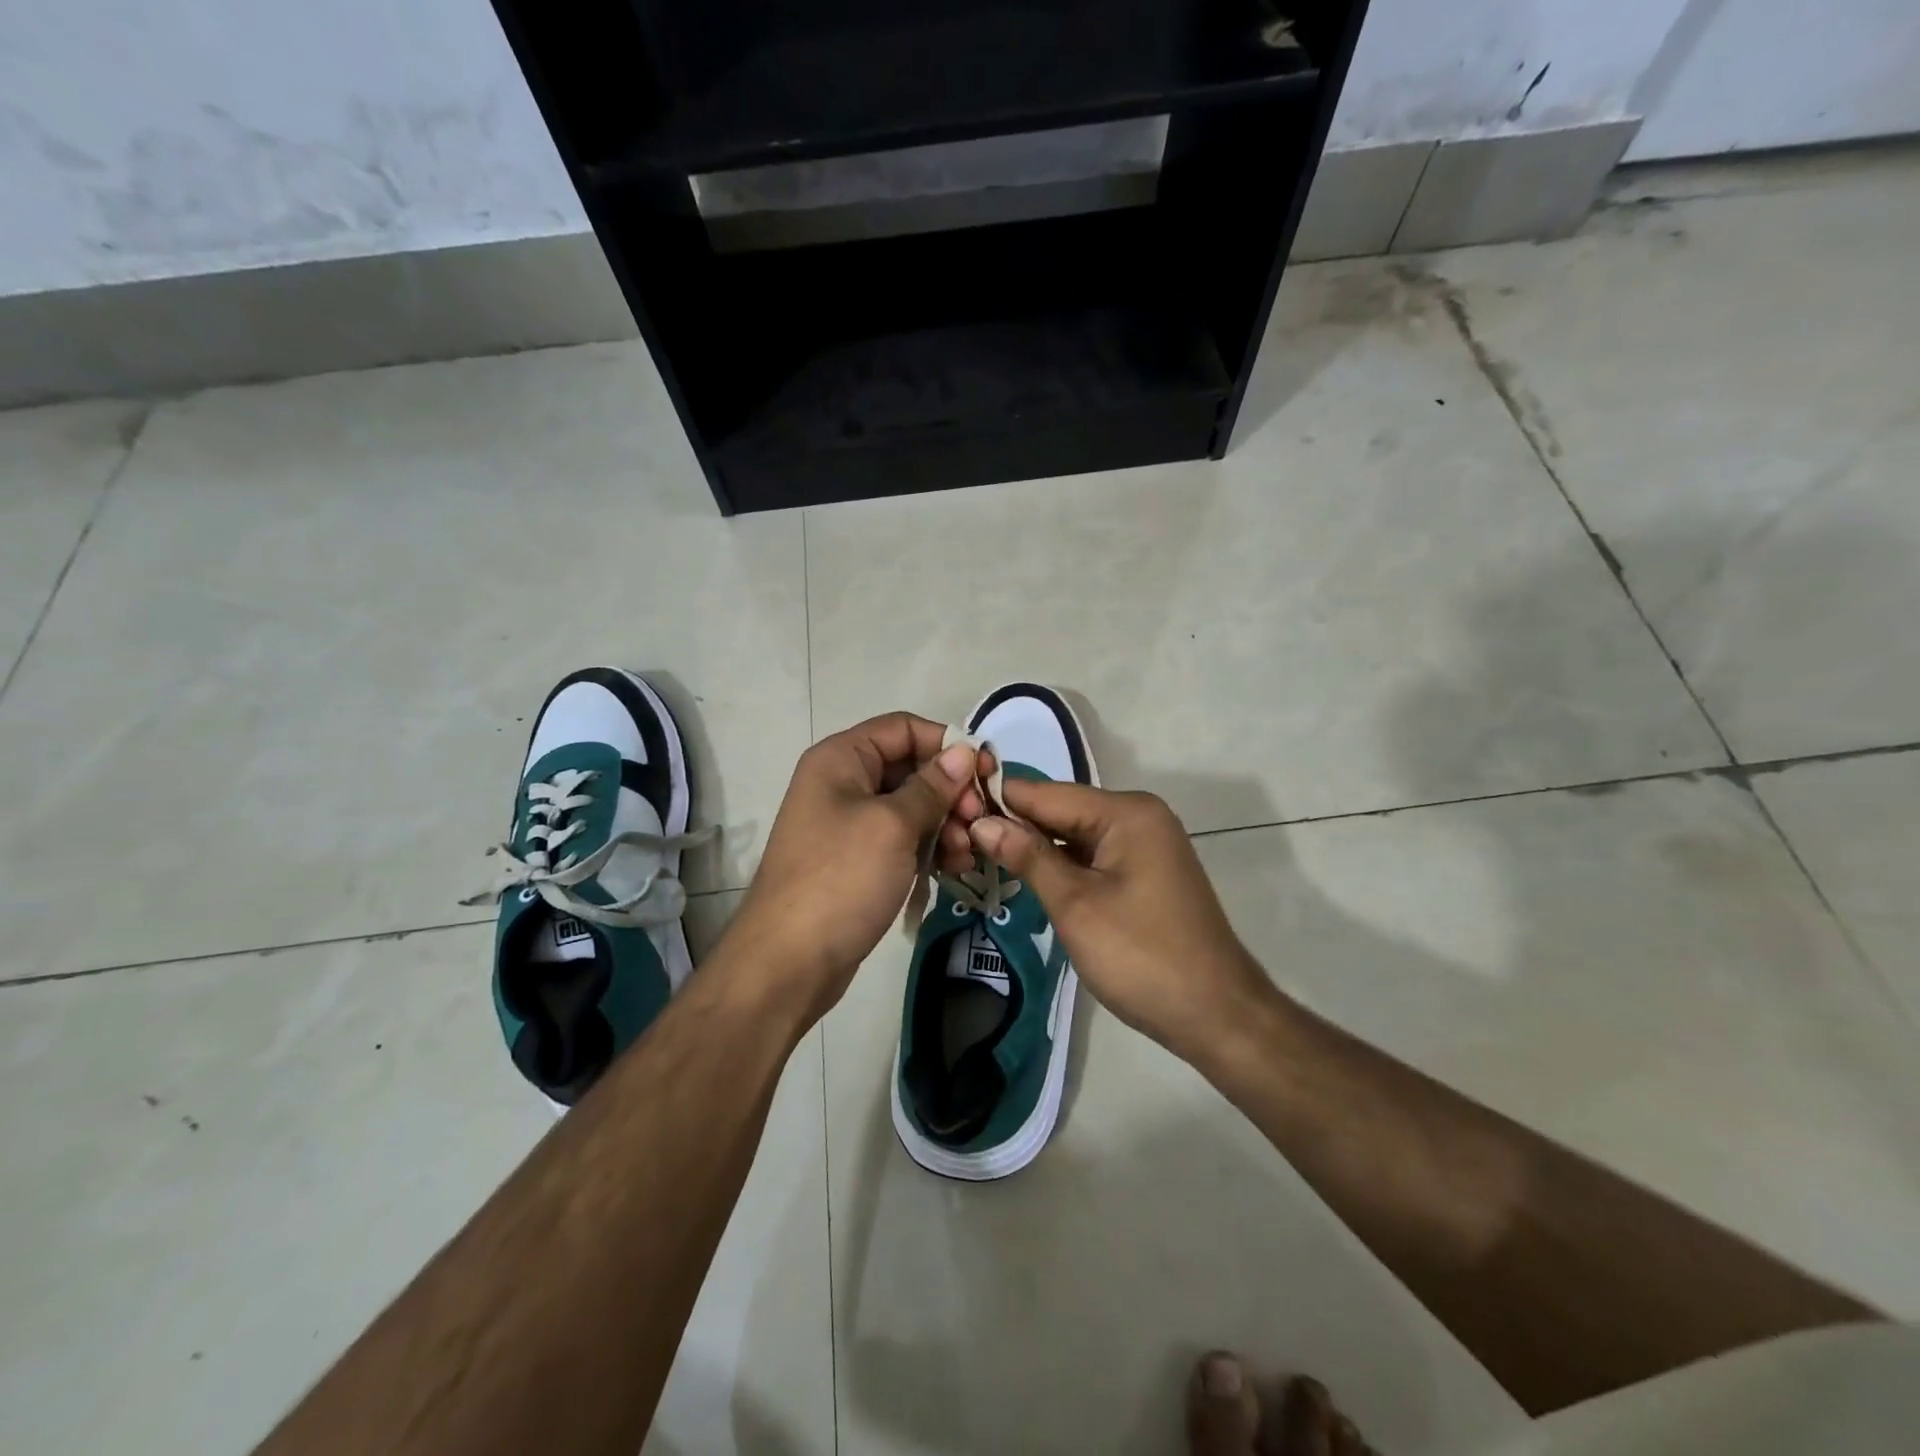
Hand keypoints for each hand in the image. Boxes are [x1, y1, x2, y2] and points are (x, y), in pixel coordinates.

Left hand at [722, 713, 981, 1023]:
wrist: (788, 963)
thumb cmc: (840, 880)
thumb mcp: (892, 826)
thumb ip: (931, 786)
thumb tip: (963, 752)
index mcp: (842, 759)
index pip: (904, 728)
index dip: (947, 745)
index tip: (986, 774)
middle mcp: (844, 783)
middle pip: (911, 768)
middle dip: (951, 793)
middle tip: (979, 822)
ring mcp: (850, 824)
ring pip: (912, 808)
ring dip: (946, 825)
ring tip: (966, 854)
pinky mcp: (859, 861)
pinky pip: (903, 841)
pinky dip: (930, 849)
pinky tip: (954, 869)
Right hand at [968, 782, 1273, 1061]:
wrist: (1215, 1014)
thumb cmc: (1141, 956)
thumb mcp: (1076, 905)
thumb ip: (1028, 857)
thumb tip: (983, 822)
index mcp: (1126, 813)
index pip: (1047, 793)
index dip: (999, 801)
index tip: (950, 809)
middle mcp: (1138, 817)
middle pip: (1061, 811)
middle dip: (1014, 826)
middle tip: (958, 841)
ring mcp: (1144, 846)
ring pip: (1074, 836)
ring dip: (1034, 848)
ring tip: (978, 857)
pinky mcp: (1143, 874)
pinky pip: (1092, 857)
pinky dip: (1061, 867)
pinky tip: (1025, 877)